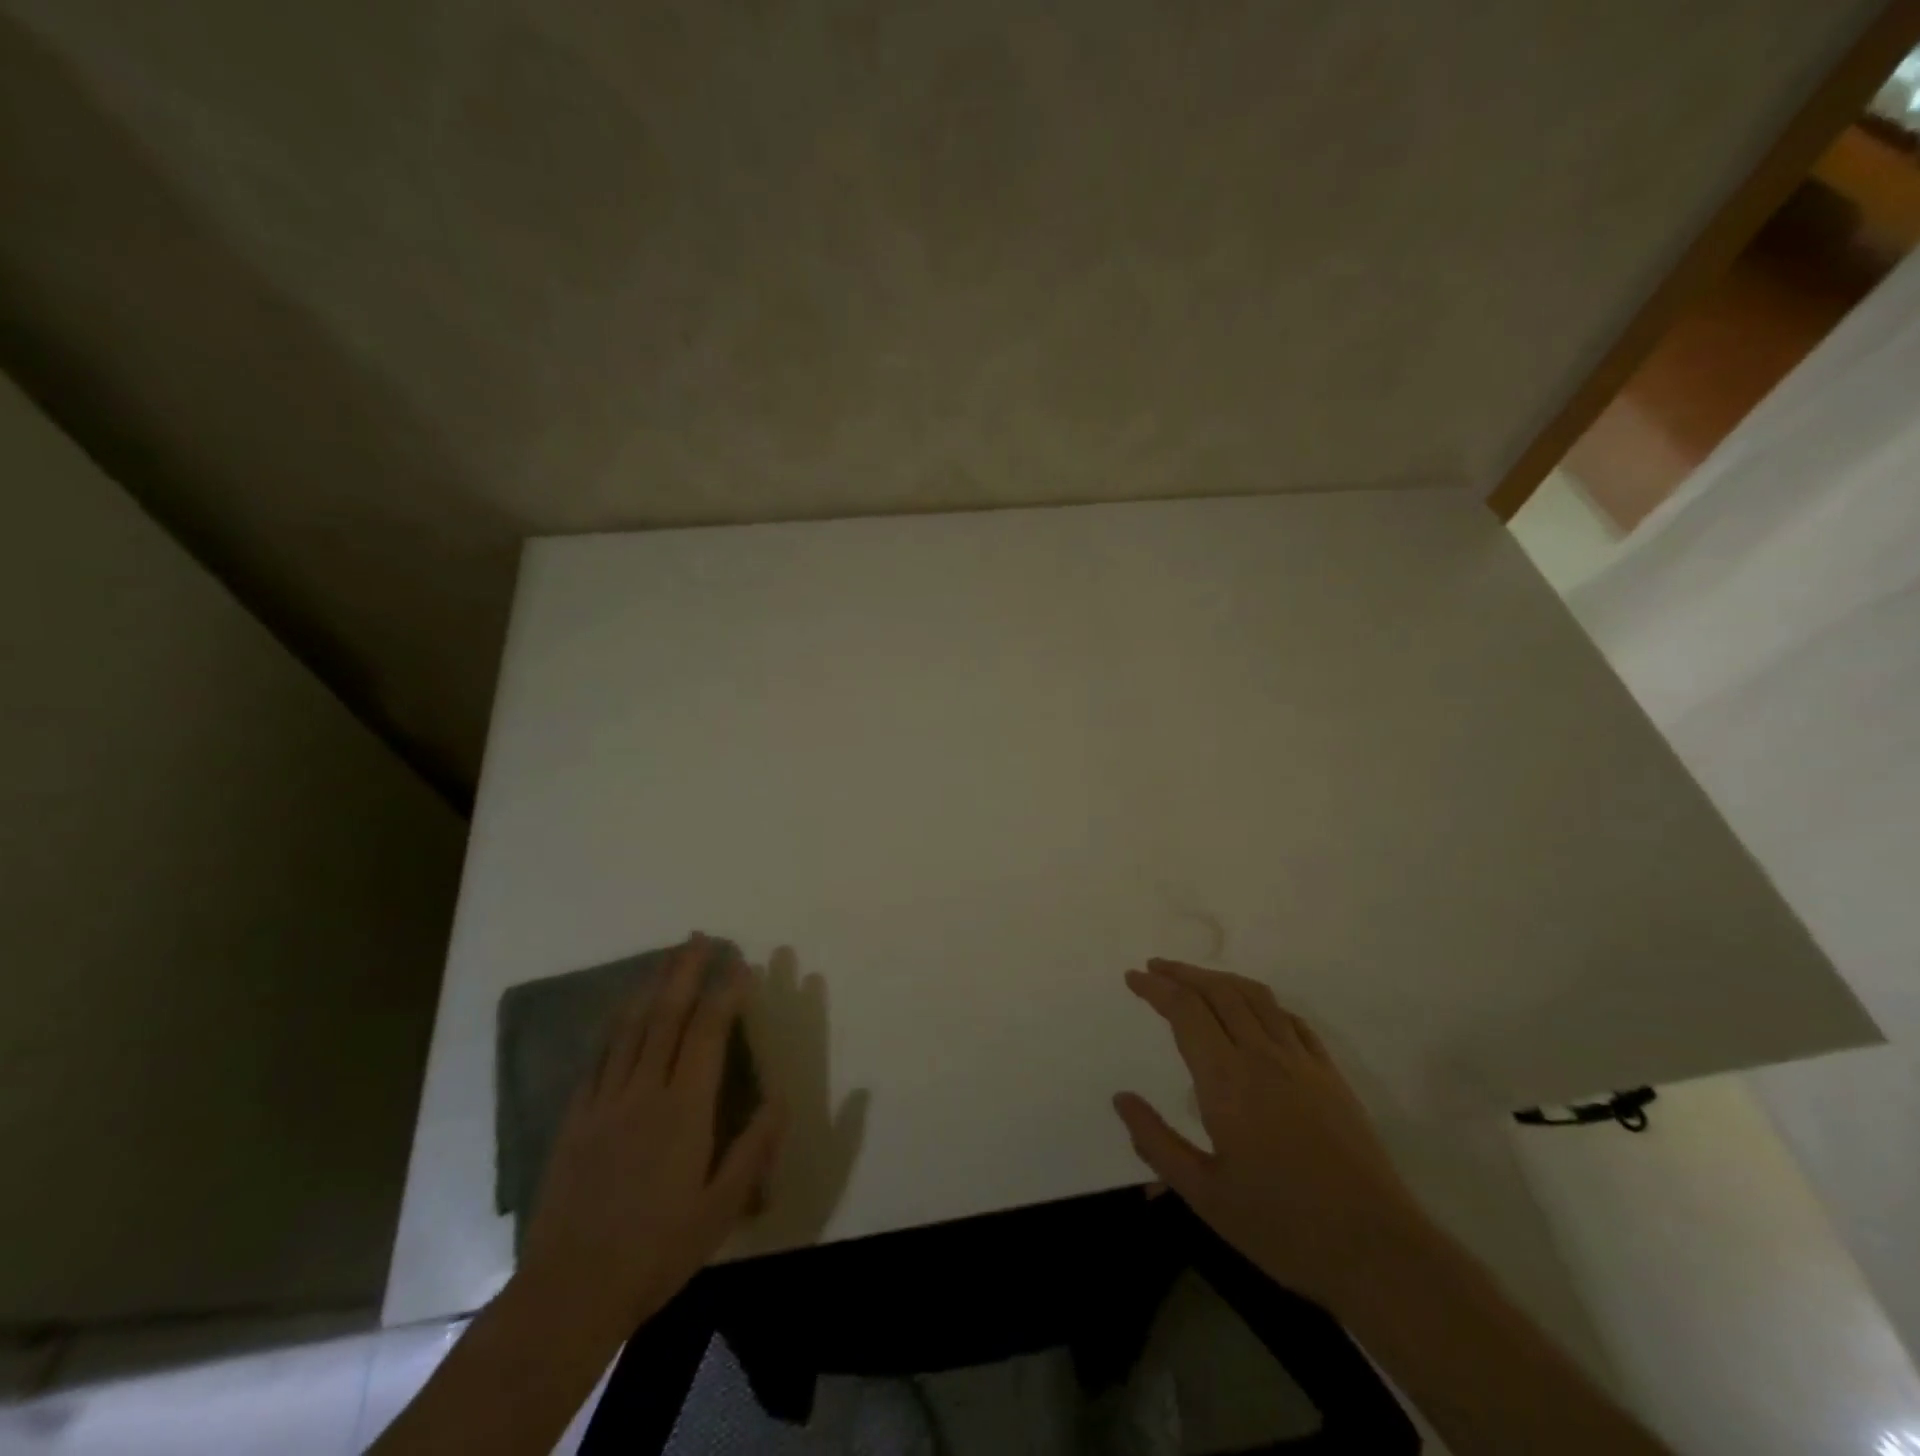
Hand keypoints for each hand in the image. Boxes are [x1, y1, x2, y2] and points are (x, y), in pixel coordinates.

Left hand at [516, 934, 783, 1334]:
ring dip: (650, 987)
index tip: (739, 963)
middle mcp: (644, 1092)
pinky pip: (598, 1058)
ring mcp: (604, 1102)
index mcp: (684, 1110)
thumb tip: (781, 1095)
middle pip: (666, 1016)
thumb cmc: (657, 1250)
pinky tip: (621, 1012)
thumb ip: (754, 1148)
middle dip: (685, 972)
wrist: (569, 1292)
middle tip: (699, 938)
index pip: (708, 1033)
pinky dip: (615, 1026)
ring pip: (630, 1029)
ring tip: (666, 958)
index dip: (725, 992)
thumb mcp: (721, 1208)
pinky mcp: (576, 1119)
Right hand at [1113, 959, 1427, 1312]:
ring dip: (1220, 979)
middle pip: (1218, 991)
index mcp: (1226, 1079)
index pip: (1185, 1010)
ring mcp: (1302, 1062)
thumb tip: (1121, 1099)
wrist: (1377, 1250)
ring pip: (1256, 997)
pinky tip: (1255, 1012)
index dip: (1156, 987)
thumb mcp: (1204, 1195)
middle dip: (1182, 973)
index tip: (1134, 977)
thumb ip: (1156, 1143)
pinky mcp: (1331, 1075)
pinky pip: (1291, 1020)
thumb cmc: (1281, 1225)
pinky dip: (1263, 1002)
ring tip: (1197, 979)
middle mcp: (1262, 1056)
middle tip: (1156, 967)